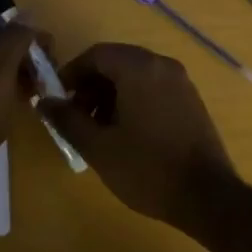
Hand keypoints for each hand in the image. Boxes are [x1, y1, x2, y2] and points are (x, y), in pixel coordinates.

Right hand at [41, 43, 238, 229]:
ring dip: (111, 94)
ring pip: (136, 75)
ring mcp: (181, 81)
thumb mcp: (98, 147)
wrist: (207, 196)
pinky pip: (154, 87)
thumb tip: (44, 101)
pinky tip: (127, 133)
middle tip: (77, 117)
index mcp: (139, 68)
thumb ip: (67, 120)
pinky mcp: (191, 99)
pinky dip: (134, 99)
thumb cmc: (147, 169)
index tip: (59, 99)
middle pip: (117, 62)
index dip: (72, 73)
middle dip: (92, 85)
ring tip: (99, 129)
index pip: (97, 54)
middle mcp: (162, 65)